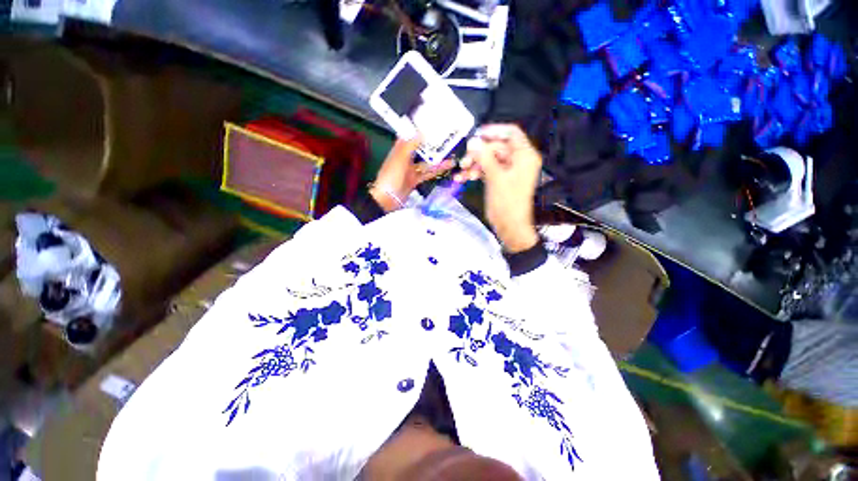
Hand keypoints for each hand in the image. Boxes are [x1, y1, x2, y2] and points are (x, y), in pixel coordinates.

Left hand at [371, 137, 453, 211]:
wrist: (388, 200)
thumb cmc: (391, 177)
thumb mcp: (400, 158)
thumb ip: (410, 145)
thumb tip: (421, 132)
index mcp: (399, 150)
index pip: (409, 136)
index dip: (419, 129)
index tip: (432, 124)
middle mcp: (405, 158)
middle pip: (420, 149)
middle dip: (432, 144)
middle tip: (447, 139)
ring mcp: (410, 170)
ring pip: (426, 162)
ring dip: (437, 159)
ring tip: (451, 154)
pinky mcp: (415, 180)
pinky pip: (427, 173)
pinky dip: (436, 170)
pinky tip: (446, 167)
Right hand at [459, 124, 541, 252]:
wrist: (510, 227)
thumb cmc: (507, 202)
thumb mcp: (495, 177)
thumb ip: (484, 157)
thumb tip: (473, 141)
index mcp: (524, 155)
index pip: (511, 133)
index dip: (493, 131)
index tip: (476, 135)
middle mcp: (518, 160)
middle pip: (497, 148)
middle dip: (479, 154)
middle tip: (464, 160)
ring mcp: (509, 171)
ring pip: (489, 160)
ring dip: (475, 164)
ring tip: (462, 171)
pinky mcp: (501, 180)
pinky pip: (488, 171)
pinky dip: (476, 173)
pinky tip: (463, 178)